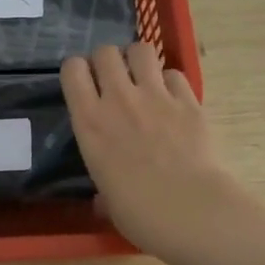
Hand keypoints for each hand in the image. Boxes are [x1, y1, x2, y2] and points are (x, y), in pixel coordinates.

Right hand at [62, 44, 264, 264]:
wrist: (192, 211)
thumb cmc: (141, 214)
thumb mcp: (108, 202)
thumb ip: (103, 190)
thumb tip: (104, 200)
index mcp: (90, 123)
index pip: (72, 70)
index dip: (77, 72)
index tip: (84, 84)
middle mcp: (118, 100)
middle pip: (105, 52)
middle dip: (108, 61)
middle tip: (115, 80)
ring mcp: (156, 96)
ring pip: (141, 50)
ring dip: (139, 61)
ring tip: (144, 79)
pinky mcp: (189, 100)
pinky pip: (175, 74)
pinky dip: (171, 83)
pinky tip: (174, 100)